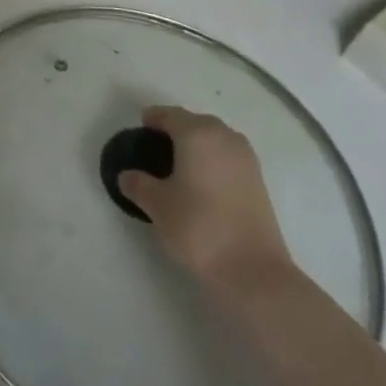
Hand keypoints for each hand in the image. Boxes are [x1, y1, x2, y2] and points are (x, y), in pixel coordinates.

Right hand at [117, 106, 294, 297]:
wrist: (253, 270)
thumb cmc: (199, 227)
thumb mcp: (157, 206)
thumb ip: (138, 184)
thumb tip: (127, 175)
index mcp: (197, 134)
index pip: (170, 115)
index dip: (153, 118)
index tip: (141, 127)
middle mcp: (224, 137)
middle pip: (196, 122)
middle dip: (177, 127)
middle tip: (158, 143)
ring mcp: (246, 158)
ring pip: (216, 138)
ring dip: (199, 142)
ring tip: (181, 161)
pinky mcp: (259, 181)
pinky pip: (229, 156)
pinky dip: (214, 159)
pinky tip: (203, 179)